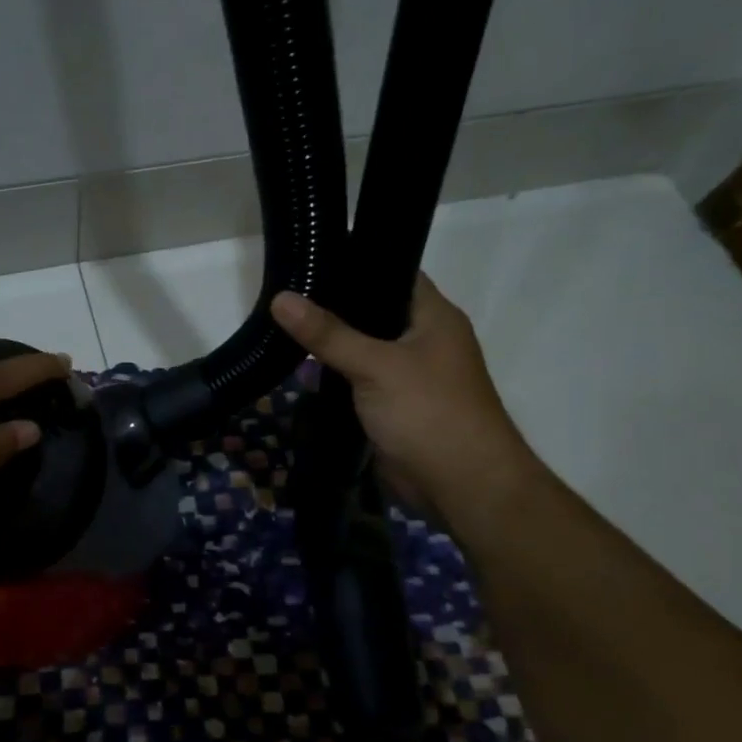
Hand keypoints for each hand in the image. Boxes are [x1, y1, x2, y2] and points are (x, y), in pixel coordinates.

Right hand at [271, 277, 541, 525]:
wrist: (460, 485)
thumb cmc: (428, 411)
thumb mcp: (376, 365)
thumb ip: (328, 333)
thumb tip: (280, 298)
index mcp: (433, 316)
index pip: (393, 273)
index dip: (356, 263)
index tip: (311, 256)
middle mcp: (423, 339)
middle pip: (373, 312)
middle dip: (332, 305)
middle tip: (285, 291)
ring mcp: (408, 374)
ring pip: (362, 348)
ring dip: (330, 343)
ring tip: (282, 324)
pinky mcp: (392, 405)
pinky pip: (358, 380)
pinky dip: (334, 375)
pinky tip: (300, 367)